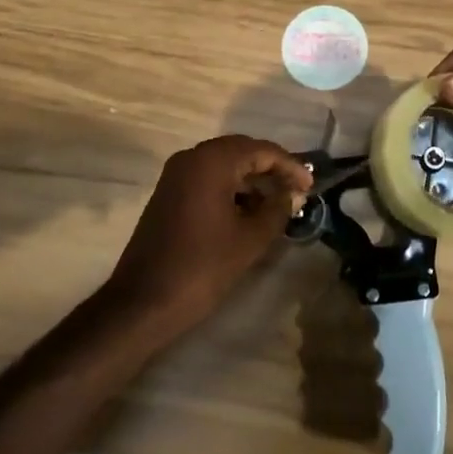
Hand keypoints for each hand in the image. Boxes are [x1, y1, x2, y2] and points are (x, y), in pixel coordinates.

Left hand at [107, 136, 312, 332]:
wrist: (142, 303)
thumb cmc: (202, 267)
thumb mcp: (249, 239)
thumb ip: (277, 210)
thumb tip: (293, 194)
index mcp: (212, 160)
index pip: (261, 150)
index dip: (290, 166)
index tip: (311, 186)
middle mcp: (192, 157)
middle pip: (242, 151)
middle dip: (271, 169)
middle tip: (297, 190)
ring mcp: (176, 174)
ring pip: (224, 165)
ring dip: (251, 180)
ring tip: (277, 204)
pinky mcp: (168, 193)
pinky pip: (208, 179)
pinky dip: (230, 189)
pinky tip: (248, 212)